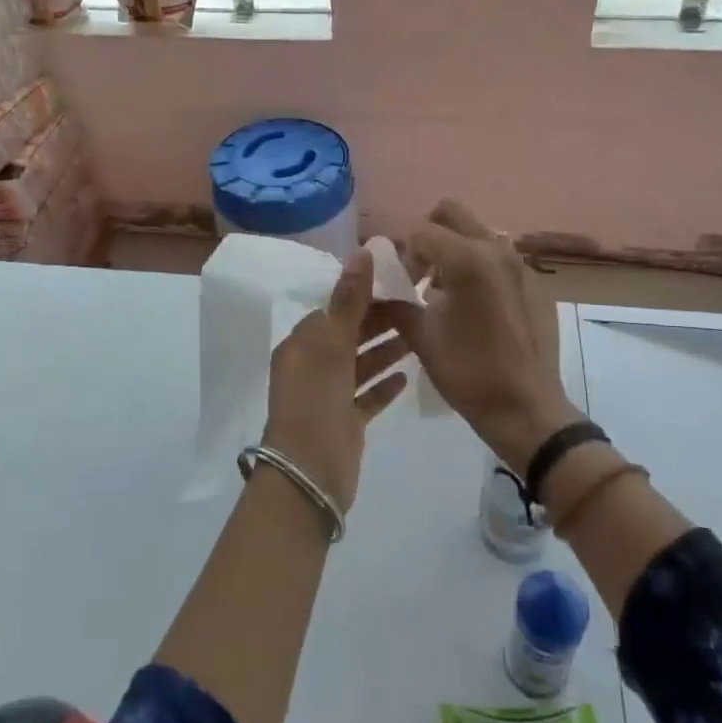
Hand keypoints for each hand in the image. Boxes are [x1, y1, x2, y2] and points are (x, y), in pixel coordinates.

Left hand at [262, 247, 409, 513]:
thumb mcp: (331, 344)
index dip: (363, 295)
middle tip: (418, 306)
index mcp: (302, 343)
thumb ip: (349, 299)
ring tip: (419, 335)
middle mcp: (312, 365)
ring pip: (360, 363)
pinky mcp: (344, 421)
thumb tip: (361, 250)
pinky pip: (367, 396)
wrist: (309, 472)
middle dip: (379, 321)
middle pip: (349, 334)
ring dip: (385, 350)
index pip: (334, 309)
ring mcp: (328, 395)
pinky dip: (384, 384)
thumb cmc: (316, 399)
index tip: (396, 282)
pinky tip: (408, 375)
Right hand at [392, 199, 584, 473]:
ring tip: (445, 292)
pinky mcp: (535, 283)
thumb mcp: (421, 337)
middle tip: (421, 273)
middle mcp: (496, 249)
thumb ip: (396, 301)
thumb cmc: (468, 372)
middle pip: (452, 213)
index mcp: (467, 259)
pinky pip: (498, 257)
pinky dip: (478, 267)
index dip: (404, 255)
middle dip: (429, 236)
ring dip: (455, 250)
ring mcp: (520, 264)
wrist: (525, 408)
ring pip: (478, 233)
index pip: (421, 232)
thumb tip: (379, 287)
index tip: (403, 285)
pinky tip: (474, 307)